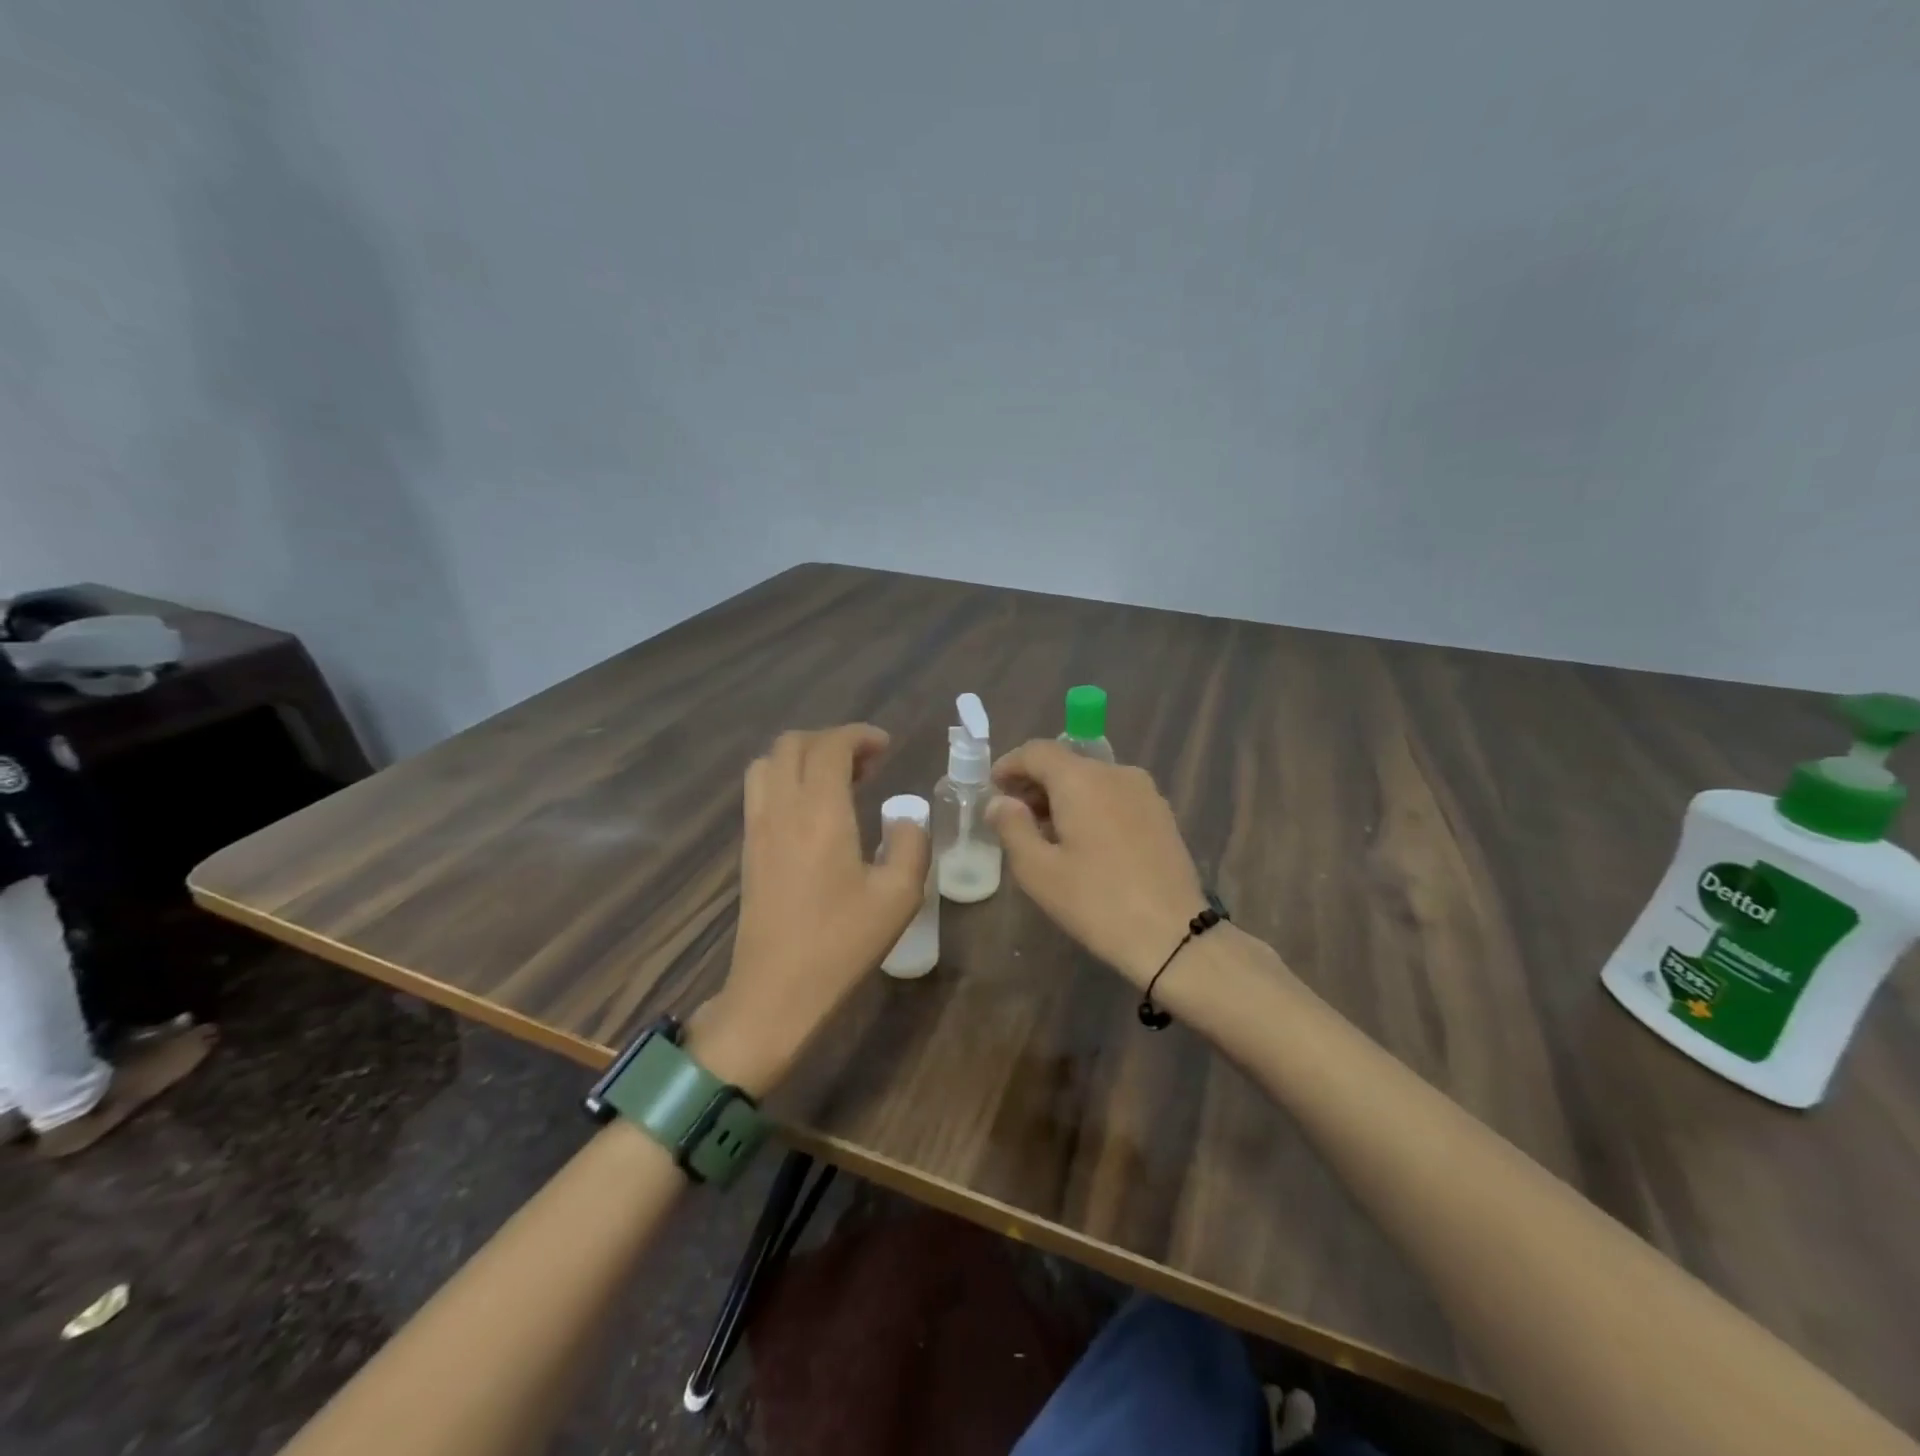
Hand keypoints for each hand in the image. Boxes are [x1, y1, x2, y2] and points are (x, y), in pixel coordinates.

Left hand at [692, 724, 929, 1096]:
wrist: (775, 992)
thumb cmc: (841, 944)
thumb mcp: (898, 897)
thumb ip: (910, 845)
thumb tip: (903, 819)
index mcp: (819, 813)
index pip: (829, 746)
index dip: (859, 735)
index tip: (885, 746)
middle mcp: (781, 809)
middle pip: (792, 744)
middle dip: (831, 741)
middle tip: (867, 763)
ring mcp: (758, 828)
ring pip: (768, 763)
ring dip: (803, 757)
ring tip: (838, 781)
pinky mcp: (748, 849)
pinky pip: (760, 791)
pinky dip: (786, 779)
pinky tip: (814, 811)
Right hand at [987, 740, 1206, 987]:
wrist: (1173, 935)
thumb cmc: (1096, 901)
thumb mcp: (1038, 870)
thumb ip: (1012, 827)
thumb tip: (999, 801)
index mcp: (1082, 779)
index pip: (1037, 751)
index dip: (1009, 765)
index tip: (992, 789)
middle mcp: (1116, 773)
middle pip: (1066, 763)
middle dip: (1035, 783)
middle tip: (1013, 816)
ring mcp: (1144, 792)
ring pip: (1092, 780)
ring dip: (1063, 796)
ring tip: (1045, 833)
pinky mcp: (1161, 814)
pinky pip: (1114, 796)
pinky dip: (1090, 806)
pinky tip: (1083, 841)